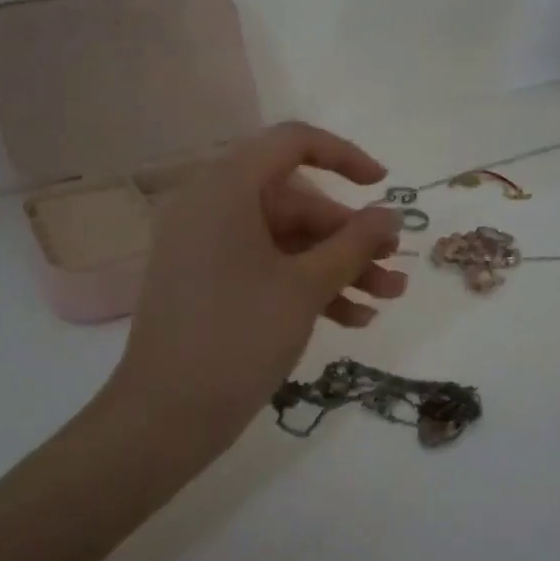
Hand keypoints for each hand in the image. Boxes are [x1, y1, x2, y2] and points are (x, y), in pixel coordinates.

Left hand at [111, 121, 407, 444]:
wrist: (165, 417)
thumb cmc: (238, 337)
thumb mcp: (306, 287)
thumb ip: (354, 244)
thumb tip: (389, 215)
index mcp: (225, 189)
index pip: (291, 143)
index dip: (343, 156)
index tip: (382, 184)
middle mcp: (211, 207)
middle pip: (295, 202)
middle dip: (350, 236)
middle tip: (393, 264)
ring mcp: (207, 247)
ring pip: (286, 241)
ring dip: (338, 266)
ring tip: (388, 297)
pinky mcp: (208, 282)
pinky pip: (265, 267)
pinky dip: (306, 286)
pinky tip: (354, 320)